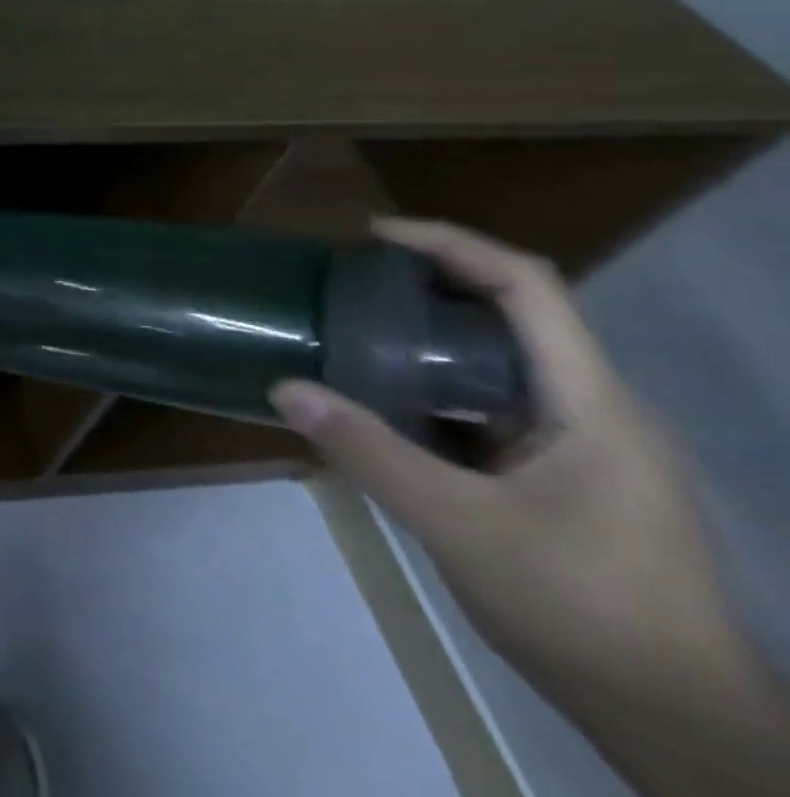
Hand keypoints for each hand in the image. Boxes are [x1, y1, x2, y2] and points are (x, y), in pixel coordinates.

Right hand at [271, 218, 789, 796]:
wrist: (682, 730)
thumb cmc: (583, 611)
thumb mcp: (459, 527)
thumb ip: (370, 453)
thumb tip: (285, 388)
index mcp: (589, 402)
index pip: (528, 286)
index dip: (451, 244)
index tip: (375, 236)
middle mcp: (594, 409)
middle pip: (515, 313)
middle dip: (433, 283)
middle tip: (355, 281)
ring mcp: (586, 446)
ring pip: (503, 362)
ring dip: (433, 338)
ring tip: (360, 331)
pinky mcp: (569, 478)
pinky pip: (496, 406)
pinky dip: (441, 388)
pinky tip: (391, 405)